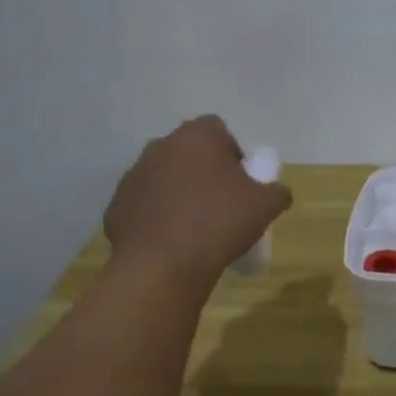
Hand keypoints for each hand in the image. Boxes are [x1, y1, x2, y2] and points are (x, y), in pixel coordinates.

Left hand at [103, 116, 292, 288]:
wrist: (162, 266)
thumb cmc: (219, 224)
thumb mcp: (265, 207)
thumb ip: (277, 191)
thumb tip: (277, 191)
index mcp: (197, 138)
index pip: (218, 129)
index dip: (232, 152)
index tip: (240, 181)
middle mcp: (161, 147)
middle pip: (188, 152)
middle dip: (204, 171)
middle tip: (221, 203)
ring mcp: (134, 175)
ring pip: (164, 176)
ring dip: (179, 192)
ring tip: (195, 226)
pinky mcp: (117, 205)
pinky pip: (145, 203)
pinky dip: (158, 215)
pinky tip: (172, 240)